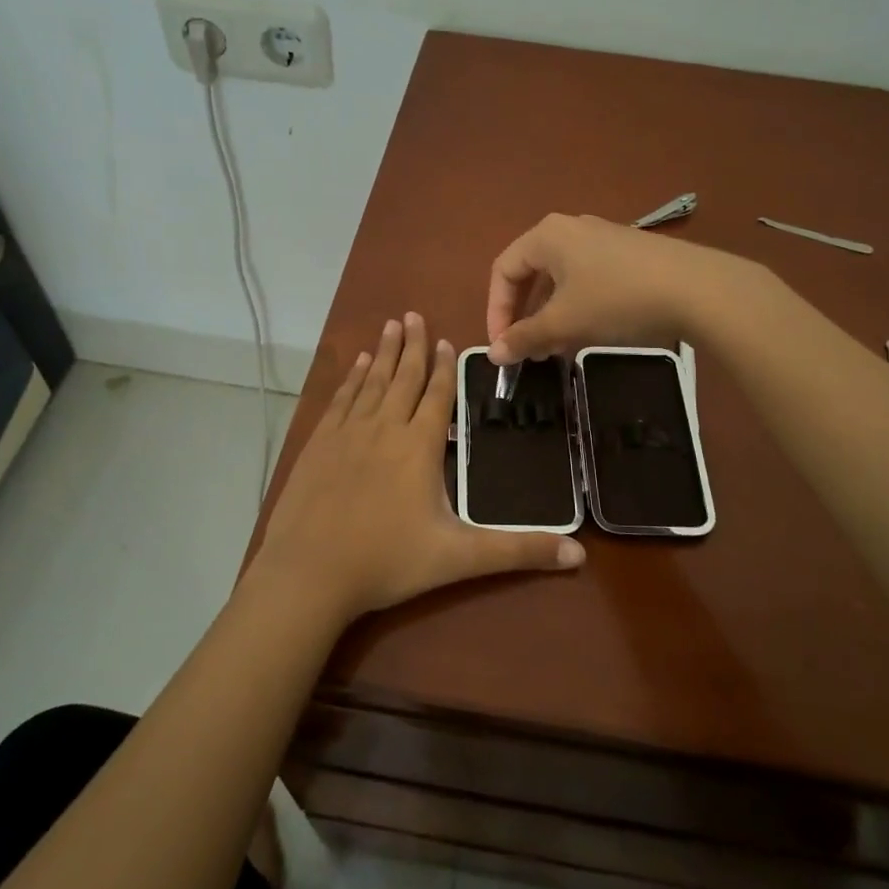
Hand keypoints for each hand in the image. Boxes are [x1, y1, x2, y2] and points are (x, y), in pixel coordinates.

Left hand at [252, 313, 584, 624]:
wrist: (309, 573)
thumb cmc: (387, 561)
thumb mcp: (460, 558)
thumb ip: (518, 551)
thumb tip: (579, 554)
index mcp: (419, 446)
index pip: (436, 395)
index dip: (444, 367)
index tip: (446, 340)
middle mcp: (384, 428)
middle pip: (402, 378)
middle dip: (412, 346)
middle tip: (414, 315)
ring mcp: (347, 433)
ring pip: (371, 382)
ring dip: (383, 353)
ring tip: (390, 325)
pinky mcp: (318, 444)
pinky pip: (340, 399)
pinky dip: (351, 378)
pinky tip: (355, 365)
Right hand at [486, 214, 747, 363]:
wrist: (697, 289)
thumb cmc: (617, 299)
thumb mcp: (564, 322)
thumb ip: (525, 337)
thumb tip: (495, 354)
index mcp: (546, 235)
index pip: (503, 271)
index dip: (496, 311)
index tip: (503, 348)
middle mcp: (571, 229)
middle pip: (531, 273)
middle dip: (524, 315)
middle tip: (527, 351)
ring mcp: (602, 239)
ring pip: (561, 279)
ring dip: (550, 315)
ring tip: (555, 349)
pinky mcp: (628, 254)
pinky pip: (587, 280)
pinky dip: (576, 307)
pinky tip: (588, 333)